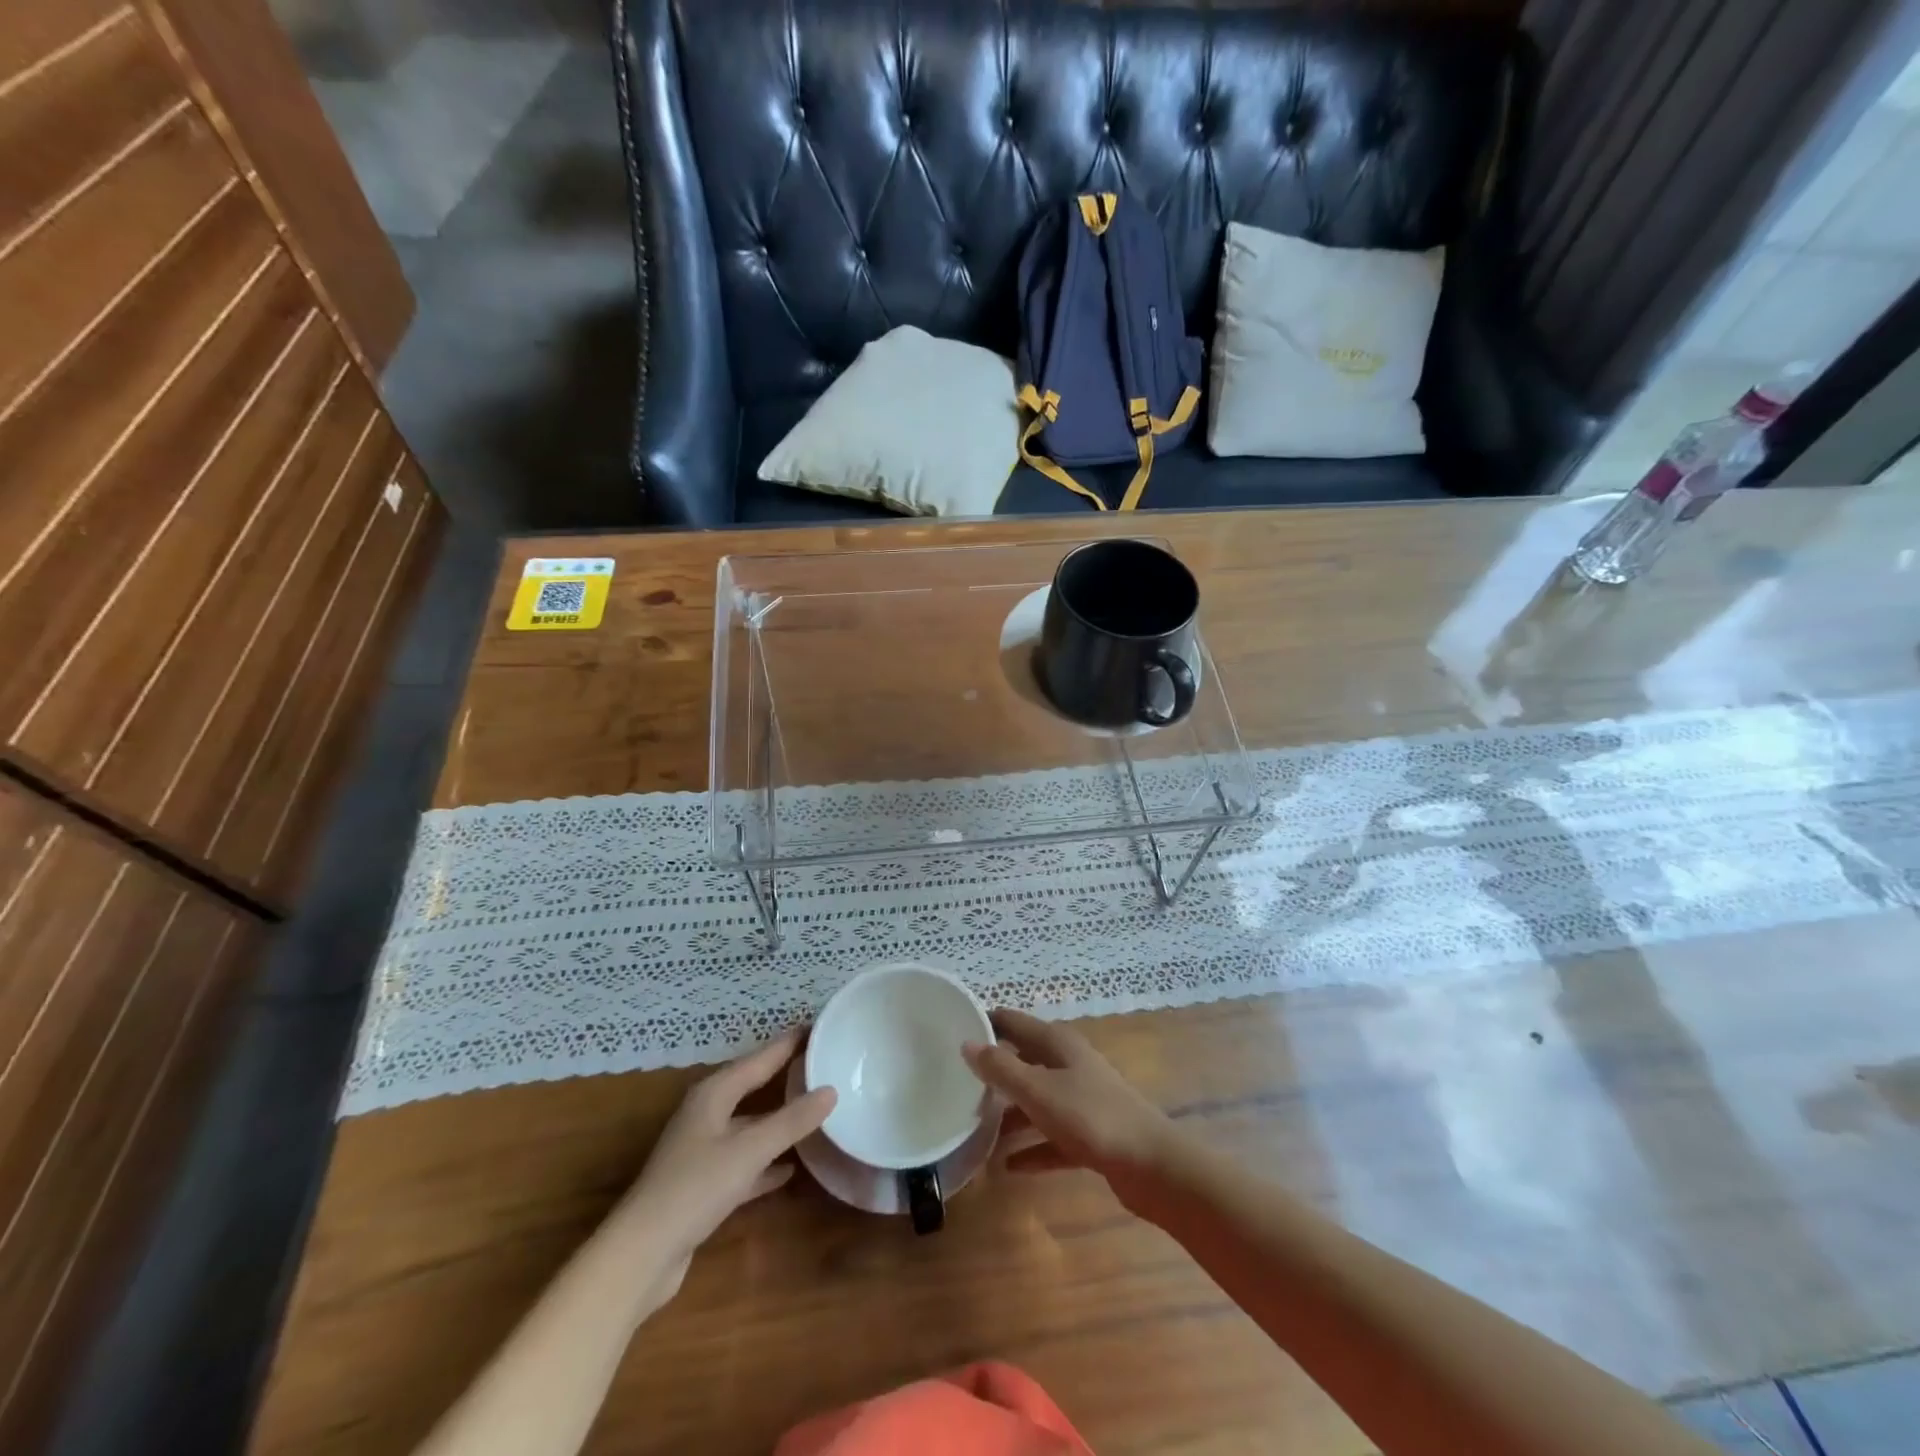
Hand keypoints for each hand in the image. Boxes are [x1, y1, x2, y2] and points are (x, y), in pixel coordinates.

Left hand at [614, 1032, 833, 1305]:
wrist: (641, 1255)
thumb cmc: (695, 1188)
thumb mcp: (749, 1150)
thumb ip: (791, 1120)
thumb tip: (831, 1090)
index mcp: (714, 1094)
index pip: (760, 1058)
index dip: (788, 1043)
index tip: (819, 1026)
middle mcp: (707, 1114)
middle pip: (753, 1086)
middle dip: (785, 1075)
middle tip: (823, 1062)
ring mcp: (703, 1150)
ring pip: (750, 1125)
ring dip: (779, 1119)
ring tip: (816, 1110)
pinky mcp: (704, 1185)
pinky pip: (745, 1161)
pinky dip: (767, 1161)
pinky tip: (792, 1167)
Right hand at [963, 1009, 1175, 1193]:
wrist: (1151, 1165)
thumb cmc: (1090, 1117)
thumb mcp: (1038, 1090)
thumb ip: (1001, 1068)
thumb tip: (967, 1042)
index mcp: (1057, 1044)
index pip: (1014, 1021)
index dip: (986, 1023)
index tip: (952, 1031)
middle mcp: (1068, 1064)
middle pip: (1024, 1060)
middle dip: (993, 1071)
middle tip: (956, 1083)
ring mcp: (1081, 1099)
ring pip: (1036, 1100)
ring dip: (1010, 1114)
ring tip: (975, 1129)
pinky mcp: (1090, 1134)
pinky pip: (1051, 1137)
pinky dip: (1032, 1148)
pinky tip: (1007, 1167)